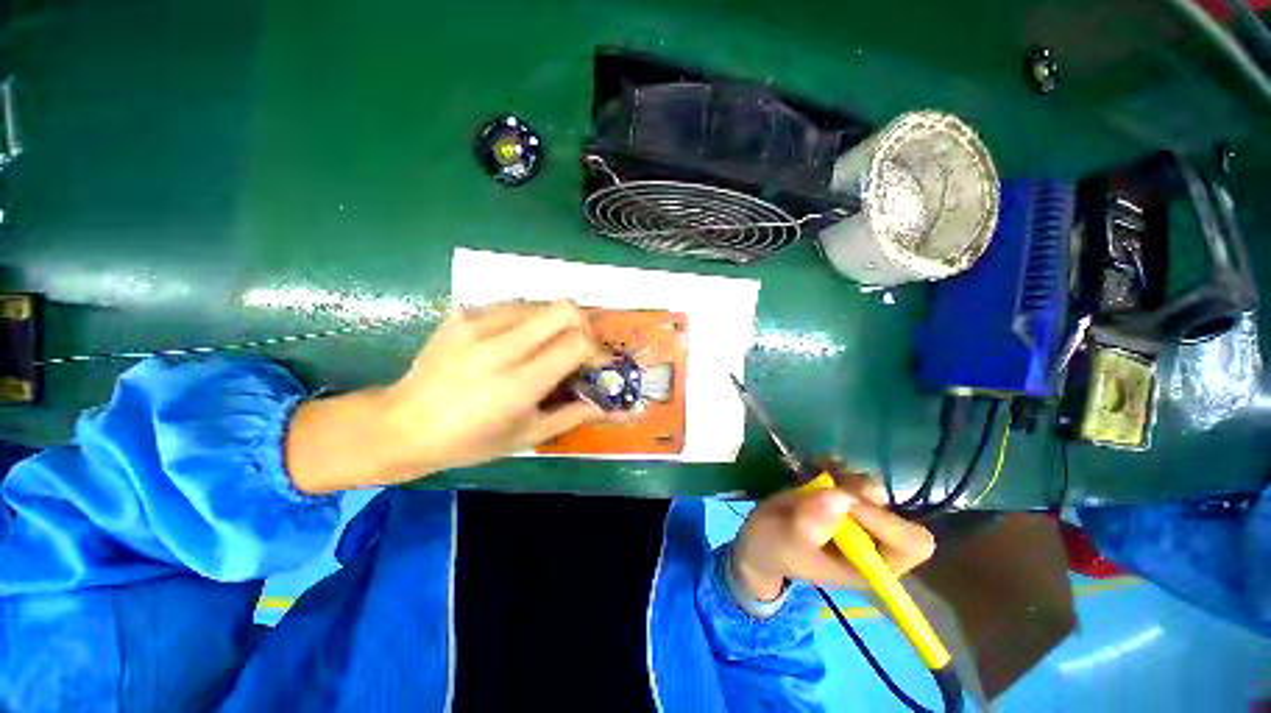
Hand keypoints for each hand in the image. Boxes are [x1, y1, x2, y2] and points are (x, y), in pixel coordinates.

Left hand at [287, 301, 609, 493]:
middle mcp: (499, 346)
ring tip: (548, 346)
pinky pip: (513, 305)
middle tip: (579, 348)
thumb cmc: (469, 441)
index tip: (596, 364)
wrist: (401, 424)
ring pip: (541, 303)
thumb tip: (610, 405)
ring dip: (555, 323)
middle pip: (565, 309)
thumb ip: (573, 415)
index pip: (577, 343)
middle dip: (583, 326)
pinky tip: (517, 341)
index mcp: (518, 383)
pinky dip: (528, 320)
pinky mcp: (462, 313)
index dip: (597, 350)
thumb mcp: (526, 436)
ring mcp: (477, 323)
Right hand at [731, 473, 935, 599]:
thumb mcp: (786, 542)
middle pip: (894, 511)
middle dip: (861, 495)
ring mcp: (860, 518)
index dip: (886, 521)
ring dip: (846, 478)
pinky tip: (817, 465)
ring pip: (872, 489)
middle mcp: (875, 542)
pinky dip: (836, 465)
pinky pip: (852, 475)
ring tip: (818, 477)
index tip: (848, 504)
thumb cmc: (775, 549)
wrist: (761, 537)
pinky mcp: (844, 497)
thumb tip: (841, 497)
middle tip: (829, 488)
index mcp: (872, 567)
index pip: (910, 544)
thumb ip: (810, 525)